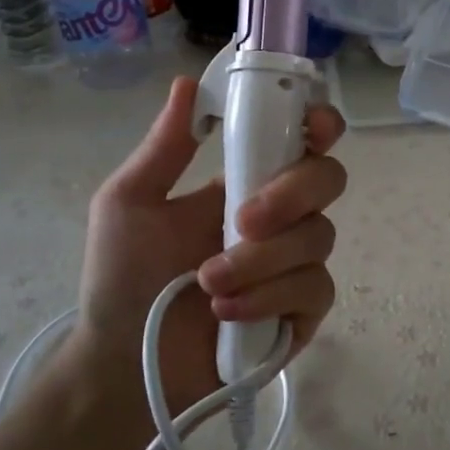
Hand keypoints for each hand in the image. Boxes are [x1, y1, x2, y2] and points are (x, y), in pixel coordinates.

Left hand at [61, 76, 345, 428]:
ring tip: (209, 287)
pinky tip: (227, 315)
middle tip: (242, 221)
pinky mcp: (303, 313)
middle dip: (290, 195)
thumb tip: (187, 83)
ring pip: (318, 238)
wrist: (122, 366)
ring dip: (261, 261)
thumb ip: (164, 147)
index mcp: (246, 184)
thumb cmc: (121, 281)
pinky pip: (314, 290)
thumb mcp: (128, 204)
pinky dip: (270, 298)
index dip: (318, 126)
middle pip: (327, 180)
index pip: (302, 142)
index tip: (313, 126)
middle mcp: (281, 219)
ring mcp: (296, 266)